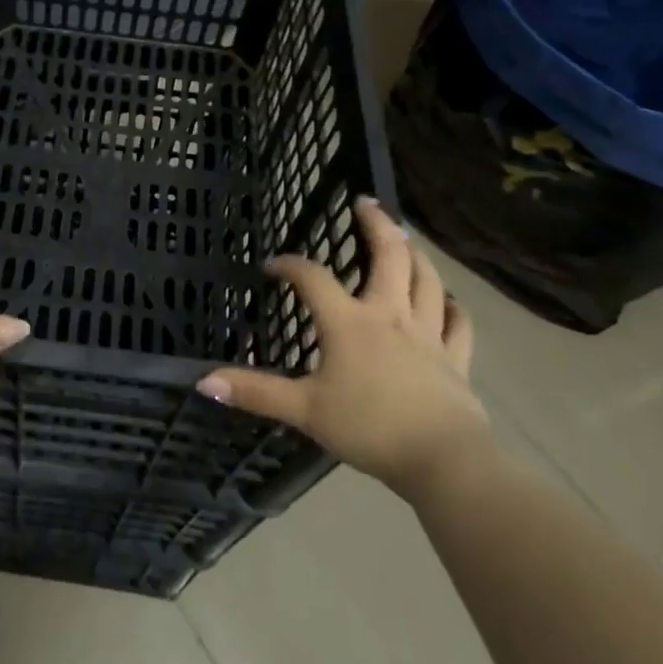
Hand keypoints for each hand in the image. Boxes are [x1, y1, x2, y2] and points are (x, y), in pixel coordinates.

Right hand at [196, 198, 491, 504]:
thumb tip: (203, 381)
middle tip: (366, 202)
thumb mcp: (305, 411)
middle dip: (377, 224)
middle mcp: (390, 315)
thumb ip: (257, 393)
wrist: (443, 461)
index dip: (290, 265)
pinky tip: (449, 300)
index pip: (313, 278)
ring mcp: (428, 334)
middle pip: (389, 256)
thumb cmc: (369, 429)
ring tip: (405, 238)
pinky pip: (458, 324)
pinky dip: (453, 307)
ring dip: (416, 255)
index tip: (273, 265)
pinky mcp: (455, 359)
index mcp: (349, 322)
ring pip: (427, 281)